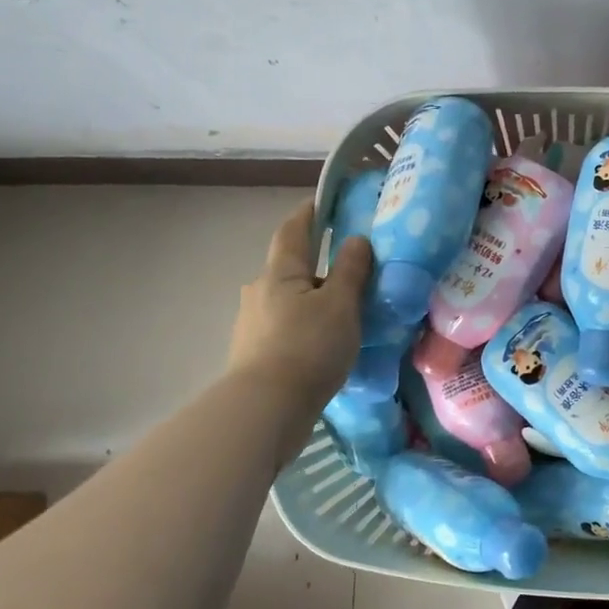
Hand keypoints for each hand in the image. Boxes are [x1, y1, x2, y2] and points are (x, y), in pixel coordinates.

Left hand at [228, 201, 372, 401]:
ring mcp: (252, 324)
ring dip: (312, 300)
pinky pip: (285, 327)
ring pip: (288, 300)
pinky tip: (323, 343)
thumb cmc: (308, 346)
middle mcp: (259, 291)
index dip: (309, 213)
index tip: (324, 200)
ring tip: (342, 313)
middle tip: (349, 271)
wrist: (266, 408)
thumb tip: (356, 239)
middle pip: (290, 268)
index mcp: (280, 273)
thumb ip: (350, 270)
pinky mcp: (254, 353)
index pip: (294, 231)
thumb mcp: (341, 304)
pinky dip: (305, 326)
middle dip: (316, 265)